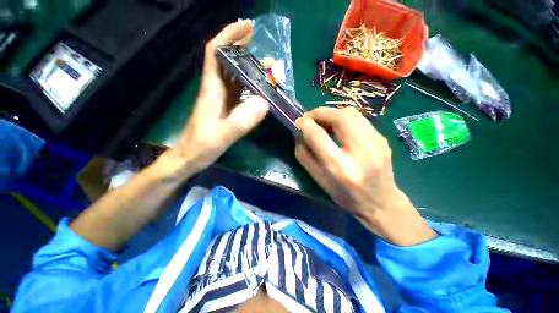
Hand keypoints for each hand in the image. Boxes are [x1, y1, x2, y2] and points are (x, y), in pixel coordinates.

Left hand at [171, 20, 268, 175]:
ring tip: (267, 66)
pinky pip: (238, 91)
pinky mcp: (225, 109)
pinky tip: (259, 88)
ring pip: (234, 76)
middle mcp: (215, 90)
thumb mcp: (221, 136)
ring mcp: (220, 100)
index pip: (215, 53)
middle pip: (227, 61)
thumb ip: (241, 121)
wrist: (189, 158)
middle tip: (263, 46)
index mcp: (211, 90)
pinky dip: (249, 85)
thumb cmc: (201, 148)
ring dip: (248, 67)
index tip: (246, 26)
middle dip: (242, 48)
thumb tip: (264, 102)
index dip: (228, 36)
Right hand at [295, 107, 435, 245]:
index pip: (318, 135)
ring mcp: (376, 143)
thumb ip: (304, 157)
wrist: (380, 202)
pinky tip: (339, 128)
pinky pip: (359, 119)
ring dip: (332, 113)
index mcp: (339, 167)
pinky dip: (344, 119)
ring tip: (324, 122)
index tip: (299, 122)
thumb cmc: (345, 195)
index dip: (305, 124)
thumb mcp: (319, 180)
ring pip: (350, 113)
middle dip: (319, 113)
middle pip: (338, 117)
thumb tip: (298, 135)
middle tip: (310, 118)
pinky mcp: (382, 139)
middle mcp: (360, 151)